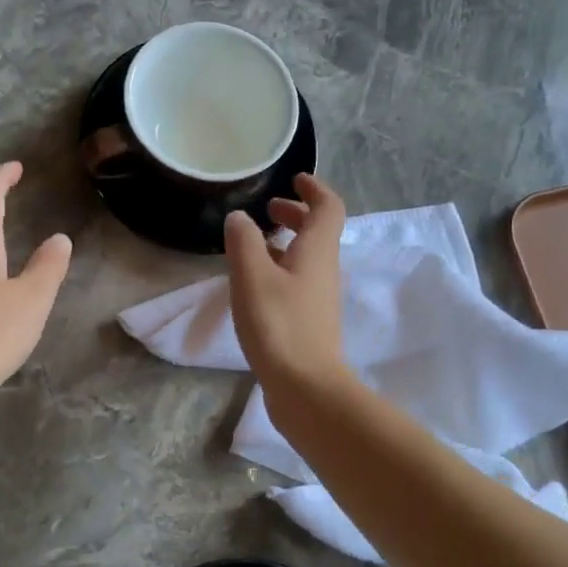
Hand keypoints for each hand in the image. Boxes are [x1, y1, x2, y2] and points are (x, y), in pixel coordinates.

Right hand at [223, 173, 348, 394]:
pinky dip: (281, 269)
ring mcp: (319, 298)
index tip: (294, 179)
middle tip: (268, 210)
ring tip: (255, 245)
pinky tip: (256, 284)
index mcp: (317, 251)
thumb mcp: (252, 277)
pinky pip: (298, 281)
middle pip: (319, 232)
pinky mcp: (310, 322)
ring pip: (307, 257)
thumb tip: (239, 218)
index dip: (314, 189)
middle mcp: (324, 270)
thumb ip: (244, 242)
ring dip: (287, 243)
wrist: (306, 387)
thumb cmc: (279, 325)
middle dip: (296, 215)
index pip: (328, 207)